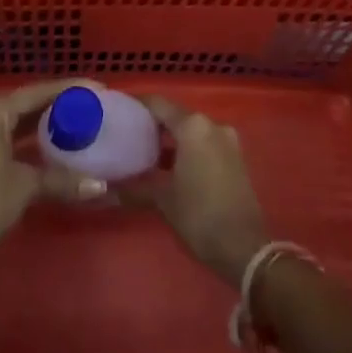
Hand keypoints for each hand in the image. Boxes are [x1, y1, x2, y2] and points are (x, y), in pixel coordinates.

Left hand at [0, 79, 104, 276]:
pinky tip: (54, 146)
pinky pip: (10, 136)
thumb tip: (101, 186)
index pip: (37, 92)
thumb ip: (62, 180)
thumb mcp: (25, 186)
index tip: (98, 89)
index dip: (69, 90)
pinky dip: (31, 140)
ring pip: (18, 121)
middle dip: (59, 105)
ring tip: (79, 122)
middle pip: (27, 103)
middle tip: (92, 106)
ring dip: (45, 123)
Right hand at [125, 97, 269, 287]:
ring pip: (191, 130)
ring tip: (145, 154)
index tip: (118, 111)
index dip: (137, 105)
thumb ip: (135, 187)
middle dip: (153, 125)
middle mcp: (211, 124)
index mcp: (193, 126)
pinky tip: (170, 168)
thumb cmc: (199, 215)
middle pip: (175, 115)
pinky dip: (187, 149)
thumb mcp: (163, 200)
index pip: (158, 104)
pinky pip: (204, 143)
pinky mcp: (235, 157)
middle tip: (128, 136)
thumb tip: (106, 188)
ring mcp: (227, 140)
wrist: (245, 248)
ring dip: (170, 139)